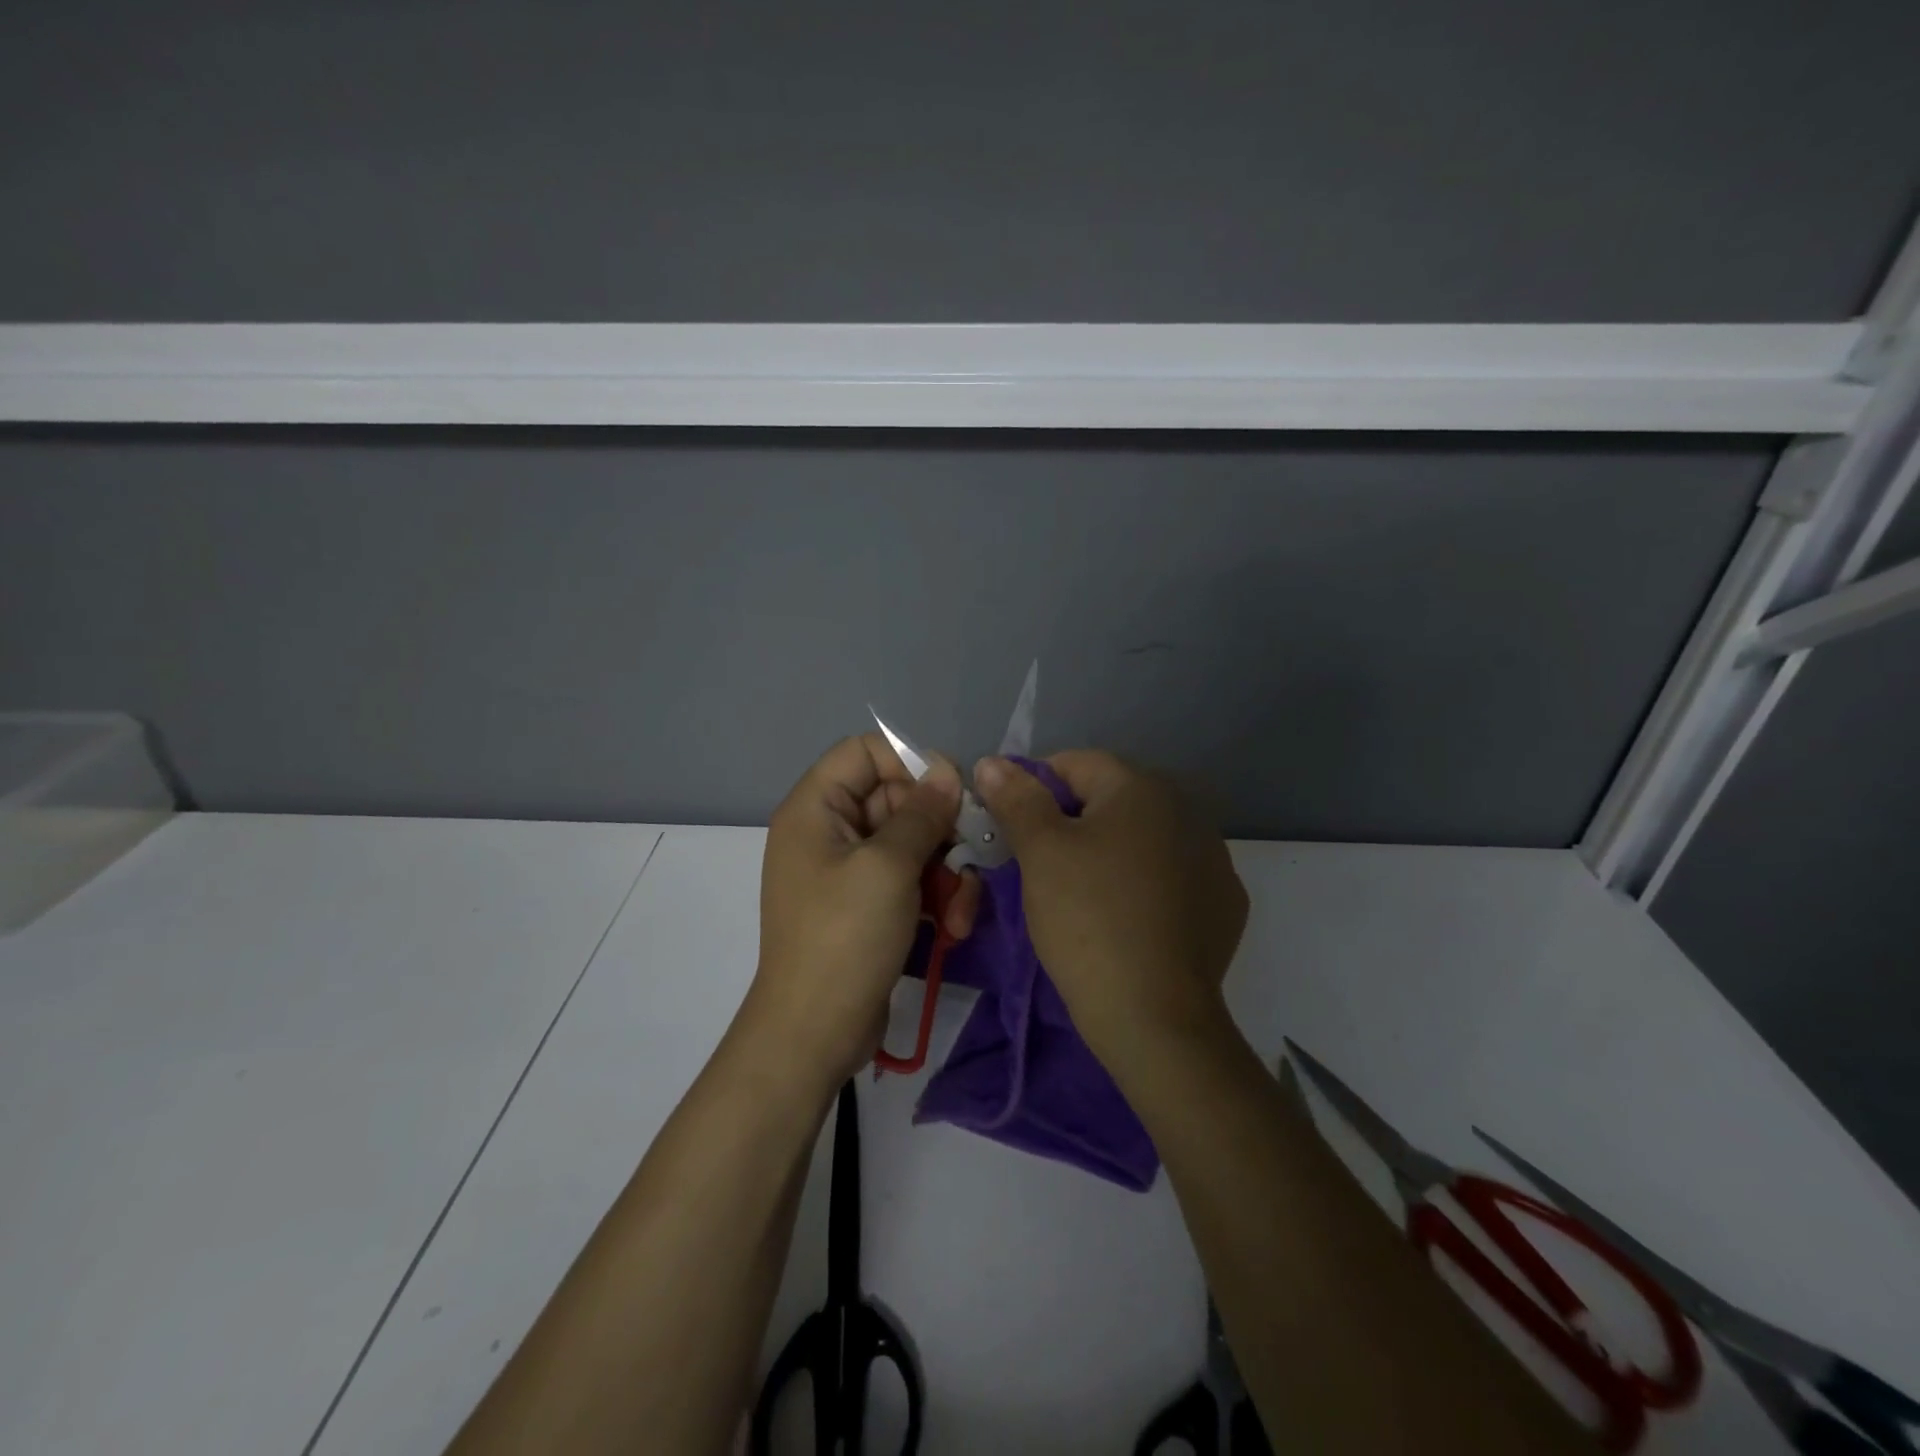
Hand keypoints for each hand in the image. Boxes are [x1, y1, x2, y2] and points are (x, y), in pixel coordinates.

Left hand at [748, 734, 981, 1087]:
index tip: (951, 791)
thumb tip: (947, 771)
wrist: (814, 1034)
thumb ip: (922, 813)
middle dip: (939, 829)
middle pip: (896, 799)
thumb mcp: (889, 867)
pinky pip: (910, 879)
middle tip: (969, 854)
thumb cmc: (845, 938)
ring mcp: (849, 871)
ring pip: (912, 843)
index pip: (865, 752)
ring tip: (961, 910)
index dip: (910, 762)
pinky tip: (954, 928)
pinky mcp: (869, 906)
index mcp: (816, 808)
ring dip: (946, 871)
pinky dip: (936, 898)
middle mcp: (829, 831)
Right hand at [972, 751, 1247, 1067]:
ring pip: (1142, 838)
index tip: (1012, 829)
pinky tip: (1127, 917)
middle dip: (1072, 821)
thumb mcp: (1041, 852)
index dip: (1033, 789)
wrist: (1154, 1017)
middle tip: (1040, 865)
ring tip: (1082, 894)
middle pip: (1111, 799)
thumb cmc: (1088, 919)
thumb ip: (1017, 798)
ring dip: (1110, 850)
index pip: (1074, 764)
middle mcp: (1187, 809)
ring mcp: (1213, 858)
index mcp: (1142, 788)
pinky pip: (1170, 875)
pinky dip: (1144, 883)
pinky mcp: (1224, 902)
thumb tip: (993, 762)